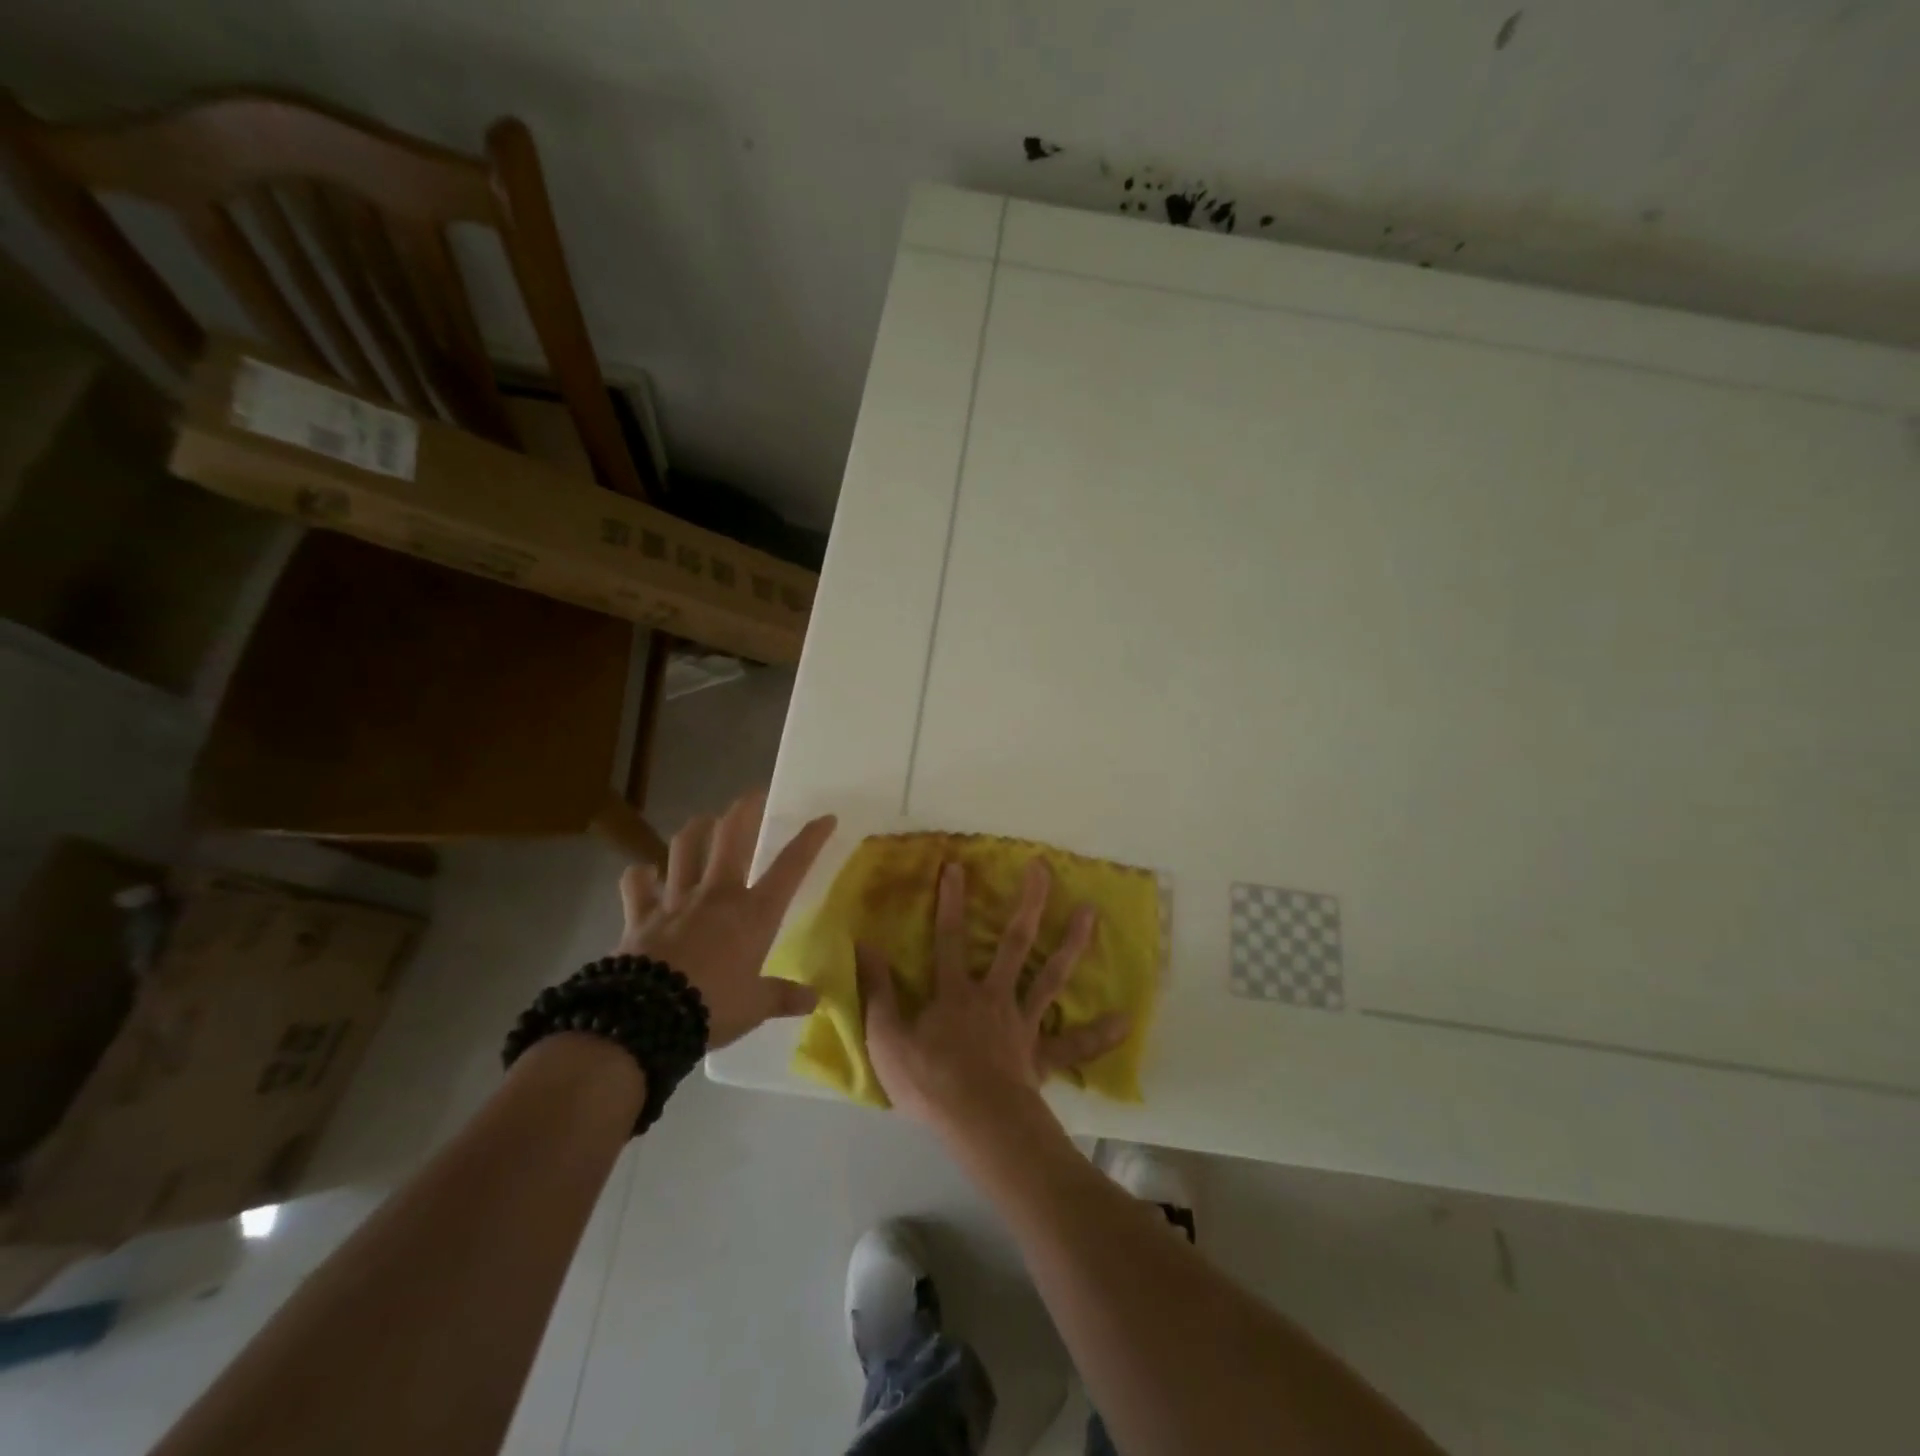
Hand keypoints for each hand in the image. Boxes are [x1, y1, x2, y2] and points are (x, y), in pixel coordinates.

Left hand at [617, 791, 835, 1048]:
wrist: (648, 1018)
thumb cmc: (713, 1007)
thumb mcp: (755, 1006)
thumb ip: (783, 997)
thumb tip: (814, 1000)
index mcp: (754, 913)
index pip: (791, 866)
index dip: (810, 839)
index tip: (825, 818)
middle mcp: (718, 894)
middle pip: (732, 837)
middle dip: (744, 810)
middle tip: (753, 795)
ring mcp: (677, 900)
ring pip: (685, 848)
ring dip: (696, 829)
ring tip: (703, 821)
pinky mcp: (641, 915)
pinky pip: (636, 885)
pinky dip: (639, 876)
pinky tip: (644, 872)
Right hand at [857, 858, 1129, 1137]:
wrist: (976, 1123)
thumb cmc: (929, 1082)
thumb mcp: (886, 1037)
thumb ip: (876, 990)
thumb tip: (864, 945)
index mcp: (956, 992)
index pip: (949, 937)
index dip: (950, 901)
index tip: (957, 865)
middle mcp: (994, 996)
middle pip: (1014, 942)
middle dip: (1029, 903)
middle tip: (1044, 868)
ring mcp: (1022, 1024)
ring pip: (1050, 977)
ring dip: (1072, 944)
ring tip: (1092, 912)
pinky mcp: (1040, 1055)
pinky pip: (1072, 1045)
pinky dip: (1098, 1035)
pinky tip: (1125, 1021)